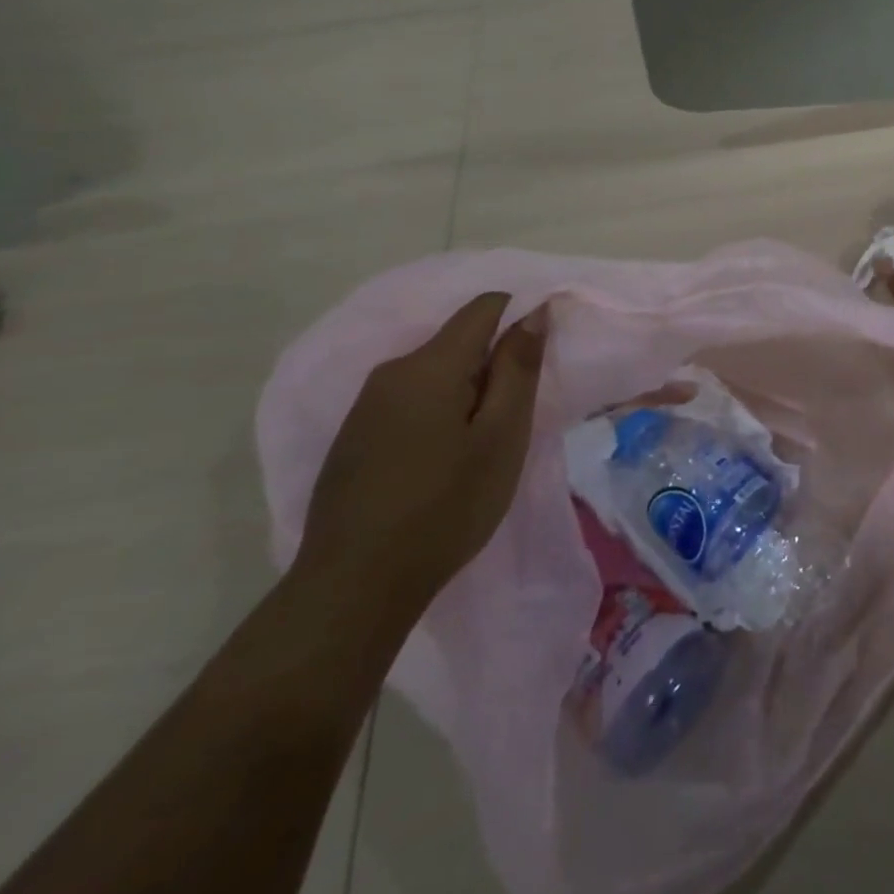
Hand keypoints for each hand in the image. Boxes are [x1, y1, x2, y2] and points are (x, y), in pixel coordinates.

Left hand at [297, 293, 547, 613]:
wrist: (353, 587)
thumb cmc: (445, 506)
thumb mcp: (501, 436)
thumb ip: (518, 368)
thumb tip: (532, 312)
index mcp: (429, 365)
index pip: (484, 307)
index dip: (520, 317)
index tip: (541, 359)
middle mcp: (391, 372)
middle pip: (458, 342)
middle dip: (494, 364)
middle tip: (515, 419)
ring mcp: (365, 406)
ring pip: (434, 373)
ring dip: (467, 392)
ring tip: (483, 444)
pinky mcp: (353, 437)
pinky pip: (409, 401)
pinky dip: (439, 413)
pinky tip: (443, 461)